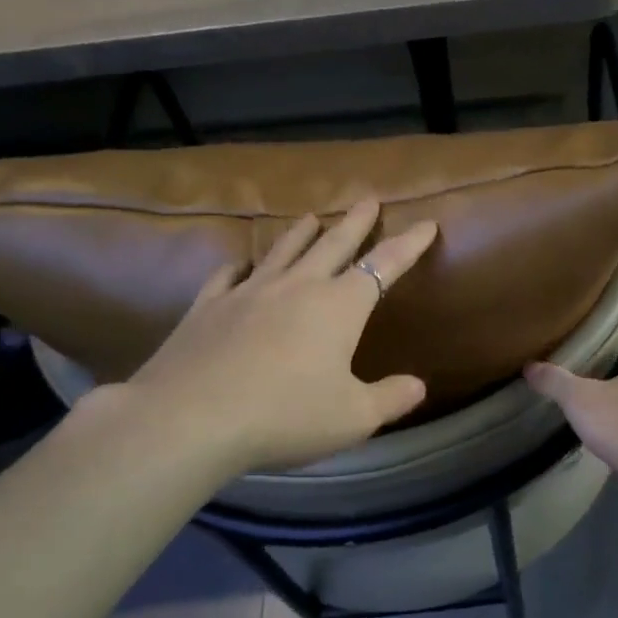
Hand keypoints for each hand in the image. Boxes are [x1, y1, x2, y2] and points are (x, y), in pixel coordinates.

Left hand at [89, 199, 438, 477]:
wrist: (190, 419)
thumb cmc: (285, 416)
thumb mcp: (352, 418)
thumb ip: (390, 399)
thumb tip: (419, 385)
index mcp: (339, 306)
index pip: (384, 265)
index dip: (409, 244)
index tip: (426, 223)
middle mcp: (298, 287)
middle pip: (334, 244)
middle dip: (355, 222)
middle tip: (367, 198)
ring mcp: (249, 292)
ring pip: (283, 251)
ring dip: (301, 232)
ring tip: (311, 216)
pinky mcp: (208, 307)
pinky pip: (229, 275)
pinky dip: (241, 265)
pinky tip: (241, 264)